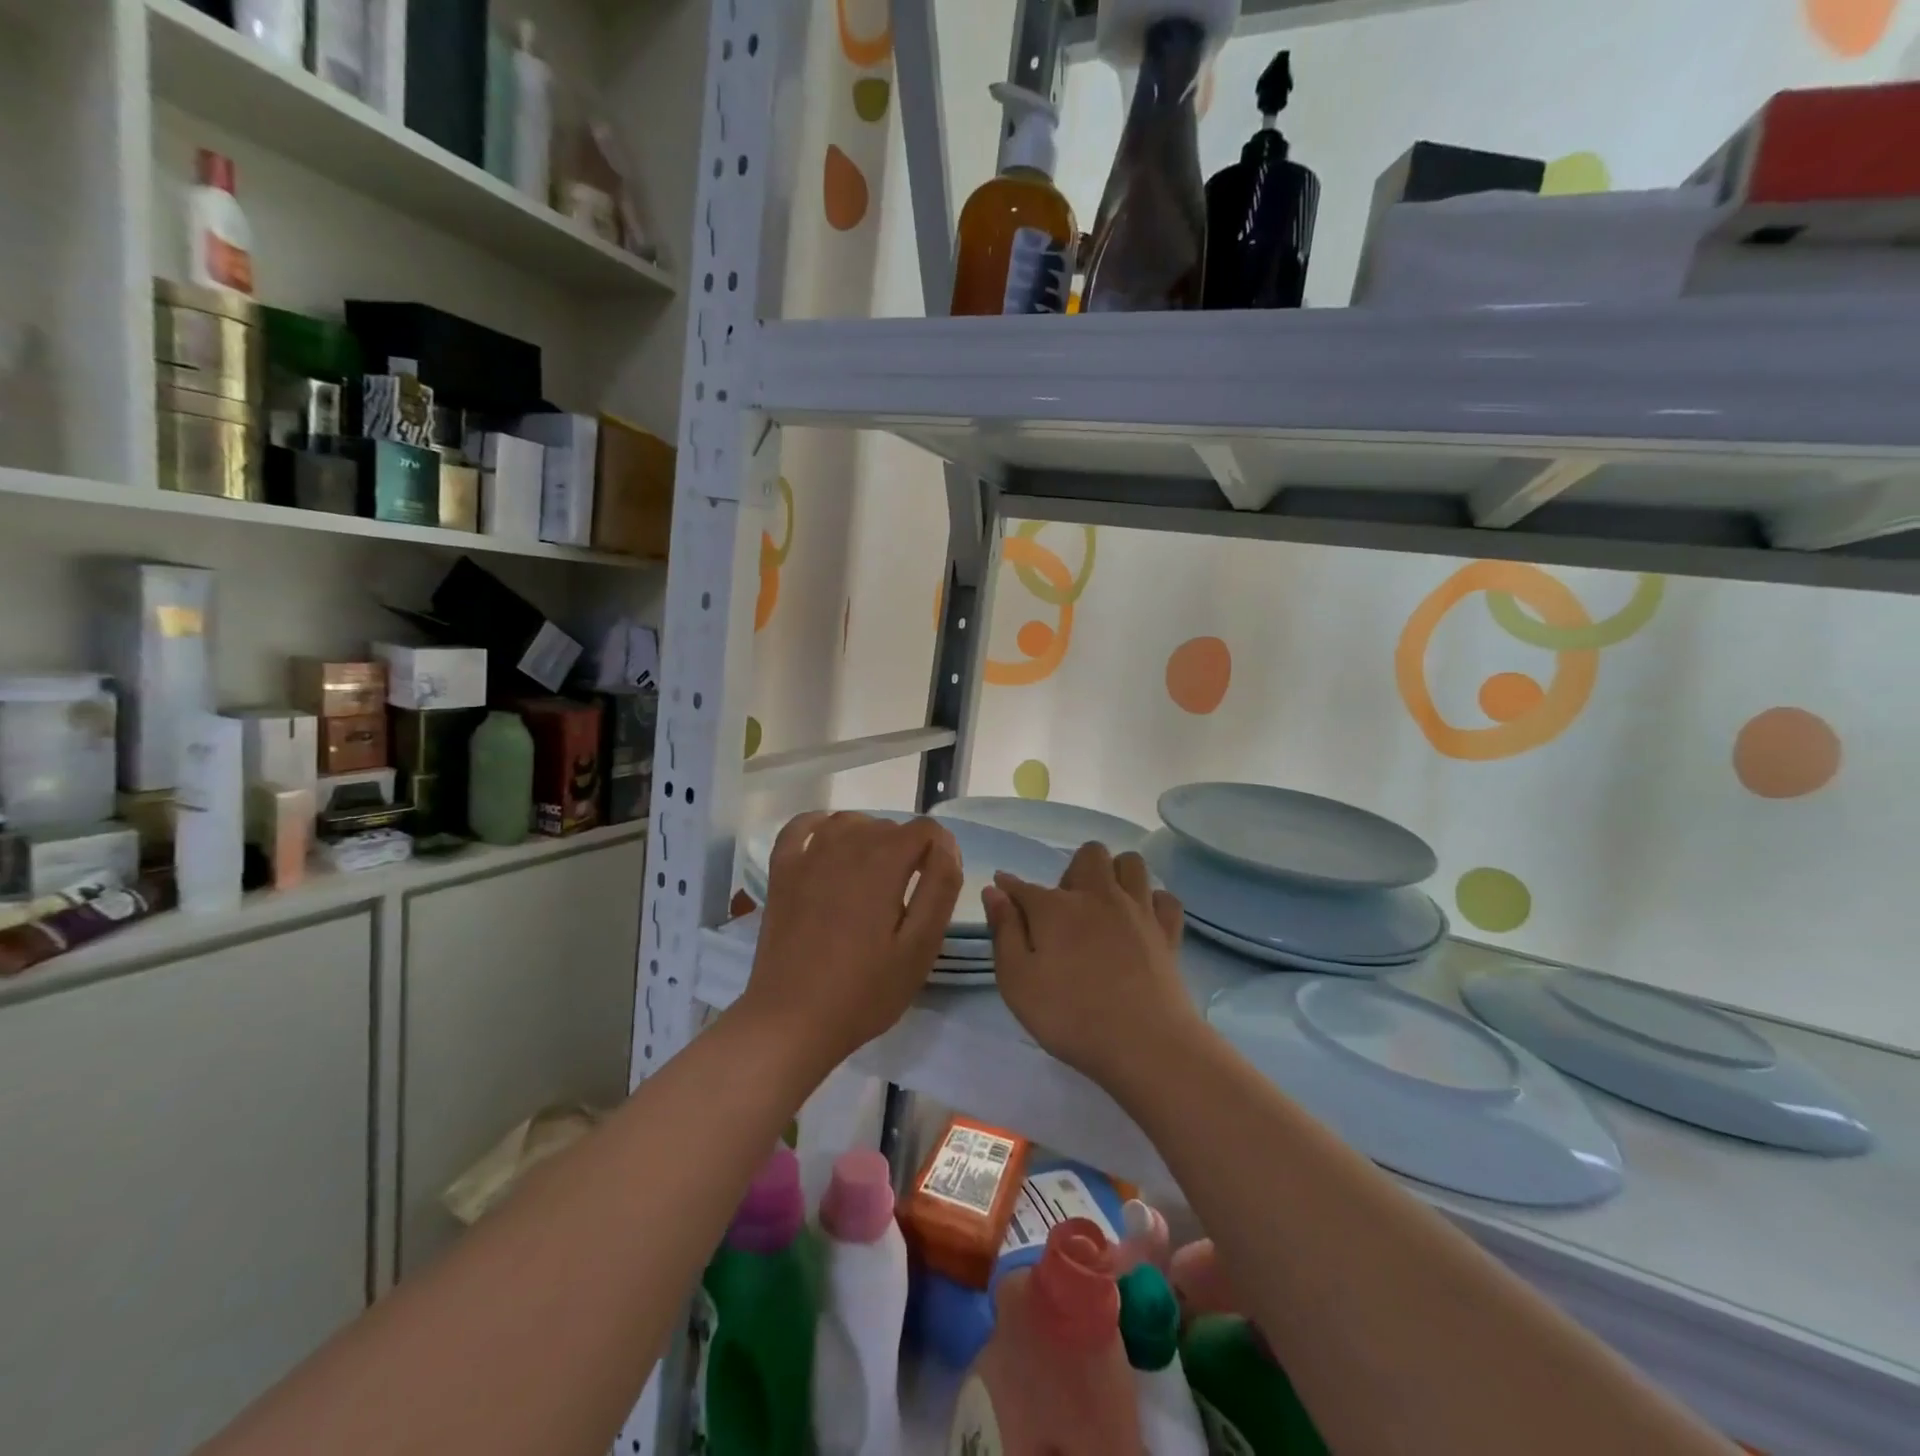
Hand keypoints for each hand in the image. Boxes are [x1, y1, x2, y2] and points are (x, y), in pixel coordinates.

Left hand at [743, 811, 962, 1072]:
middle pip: (889, 826)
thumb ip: (941, 887)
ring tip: (875, 879)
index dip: (942, 851)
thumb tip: (946, 844)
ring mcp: (808, 855)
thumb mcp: (920, 946)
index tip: (939, 886)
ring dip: (870, 839)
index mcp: (884, 862)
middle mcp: (845, 845)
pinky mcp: (781, 871)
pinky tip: (829, 844)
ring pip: (851, 822)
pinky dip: (820, 826)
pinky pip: (801, 827)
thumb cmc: (864, 990)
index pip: (926, 829)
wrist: (792, 1021)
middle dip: (908, 851)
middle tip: (907, 898)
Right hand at [983, 843, 1200, 1088]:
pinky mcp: (1168, 932)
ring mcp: (1138, 910)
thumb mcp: (1017, 982)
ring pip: (1131, 863)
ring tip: (1105, 906)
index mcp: (1056, 907)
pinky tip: (1141, 922)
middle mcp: (1098, 895)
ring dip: (1116, 874)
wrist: (1146, 1045)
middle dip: (1073, 870)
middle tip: (1065, 909)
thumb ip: (1004, 931)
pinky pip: (1165, 898)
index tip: (1003, 891)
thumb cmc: (1071, 1017)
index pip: (1024, 885)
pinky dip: (1152, 902)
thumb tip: (994, 890)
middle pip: (1089, 854)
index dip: (1010, 887)